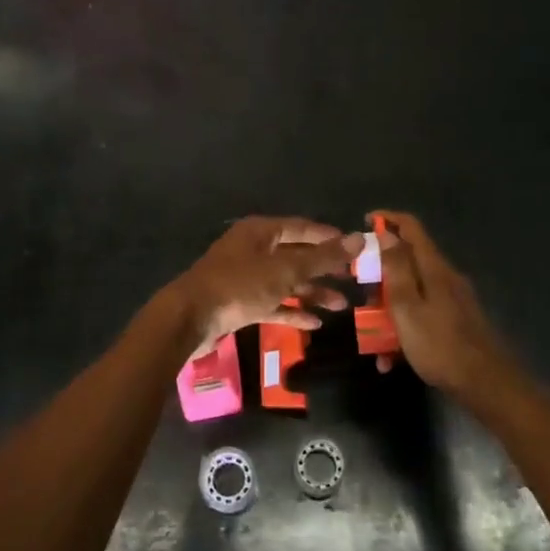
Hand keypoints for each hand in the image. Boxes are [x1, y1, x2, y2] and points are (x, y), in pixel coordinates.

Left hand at [173, 217, 359, 343]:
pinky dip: (292, 310)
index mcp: (261, 232)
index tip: (355, 248)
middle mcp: (253, 250)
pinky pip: (272, 303)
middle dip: (324, 268)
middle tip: (353, 279)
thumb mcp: (285, 270)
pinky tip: (315, 323)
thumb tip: (359, 239)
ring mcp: (245, 278)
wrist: (190, 319)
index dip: (329, 237)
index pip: (302, 227)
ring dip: (312, 292)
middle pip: (295, 255)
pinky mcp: (240, 303)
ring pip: (285, 281)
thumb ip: (322, 257)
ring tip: (341, 306)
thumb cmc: (239, 285)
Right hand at [375, 212, 519, 402]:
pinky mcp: (455, 321)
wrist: (485, 384)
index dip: (388, 218)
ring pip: (412, 291)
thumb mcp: (407, 307)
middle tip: (361, 289)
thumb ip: (396, 269)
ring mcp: (453, 300)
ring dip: (389, 307)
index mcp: (434, 268)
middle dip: (381, 272)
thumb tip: (387, 234)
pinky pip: (422, 314)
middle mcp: (445, 277)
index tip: (365, 222)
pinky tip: (390, 359)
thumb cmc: (439, 344)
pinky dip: (403, 328)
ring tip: (370, 335)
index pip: (411, 227)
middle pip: (409, 260)